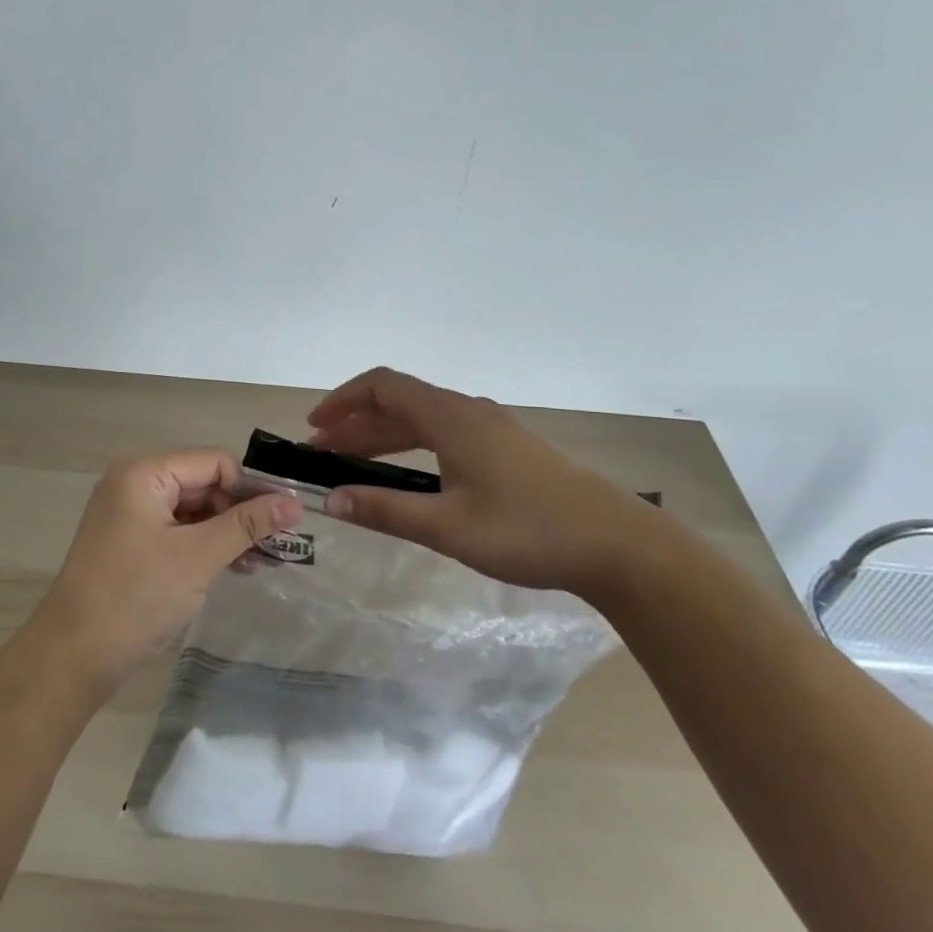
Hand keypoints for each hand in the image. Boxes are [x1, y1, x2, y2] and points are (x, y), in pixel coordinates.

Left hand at [31, 449, 301, 694]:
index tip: (282, 520)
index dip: (249, 488)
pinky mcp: (128, 541)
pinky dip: (203, 545)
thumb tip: (294, 503)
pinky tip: (233, 567)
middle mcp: (133, 482)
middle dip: (239, 512)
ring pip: (191, 509)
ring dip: (226, 531)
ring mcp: (128, 513)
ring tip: (262, 562)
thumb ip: (247, 525)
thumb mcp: (198, 557)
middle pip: (202, 483)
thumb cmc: (136, 597)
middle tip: (277, 546)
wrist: (72, 657)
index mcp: (144, 473)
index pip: (213, 462)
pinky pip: (176, 530)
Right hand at [307, 367, 657, 596]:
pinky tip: (408, 475)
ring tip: (352, 461)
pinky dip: (413, 445)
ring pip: (423, 418)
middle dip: (357, 421)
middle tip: (323, 451)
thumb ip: (386, 510)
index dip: (343, 399)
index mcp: (451, 417)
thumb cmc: (528, 530)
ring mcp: (491, 428)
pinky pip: (445, 433)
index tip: (314, 425)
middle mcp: (468, 411)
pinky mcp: (507, 448)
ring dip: (384, 435)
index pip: (383, 386)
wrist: (617, 545)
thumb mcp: (448, 526)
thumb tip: (331, 499)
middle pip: (400, 401)